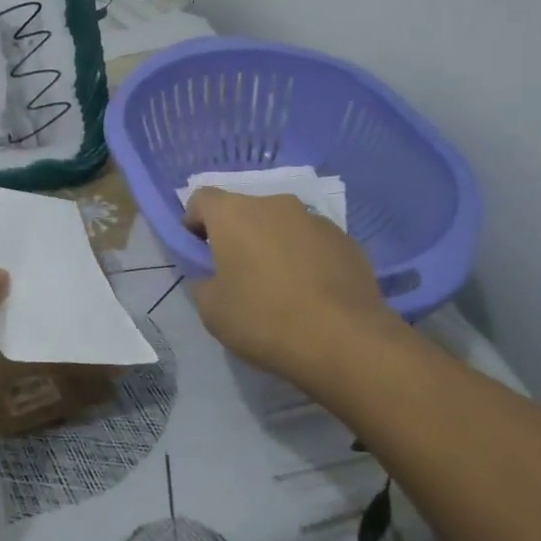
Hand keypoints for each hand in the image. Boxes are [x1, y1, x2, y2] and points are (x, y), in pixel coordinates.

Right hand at [183, 189, 411, 389]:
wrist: (344, 340)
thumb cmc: (264, 320)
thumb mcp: (212, 310)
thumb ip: (203, 283)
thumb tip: (213, 277)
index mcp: (234, 214)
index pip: (201, 199)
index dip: (194, 223)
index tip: (199, 254)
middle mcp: (274, 204)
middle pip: (244, 210)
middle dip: (236, 235)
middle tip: (237, 274)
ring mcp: (315, 219)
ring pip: (280, 224)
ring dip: (272, 244)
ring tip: (279, 287)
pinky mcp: (346, 239)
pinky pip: (312, 241)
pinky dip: (304, 257)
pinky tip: (310, 293)